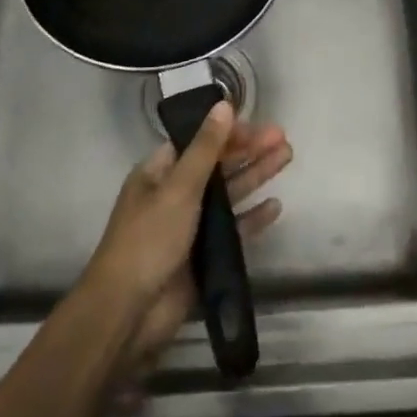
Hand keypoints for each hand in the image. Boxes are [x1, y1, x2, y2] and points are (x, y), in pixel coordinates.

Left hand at [81, 102, 290, 381]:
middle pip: (216, 165)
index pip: (197, 141)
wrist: (130, 312)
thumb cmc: (149, 240)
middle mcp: (174, 195)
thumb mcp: (178, 187)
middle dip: (248, 150)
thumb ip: (206, 148)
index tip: (258, 126)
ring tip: (287, 158)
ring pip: (228, 194)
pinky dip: (252, 217)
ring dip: (255, 175)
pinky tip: (275, 206)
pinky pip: (233, 230)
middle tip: (283, 139)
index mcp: (158, 173)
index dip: (226, 132)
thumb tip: (224, 105)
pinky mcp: (203, 256)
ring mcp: (190, 227)